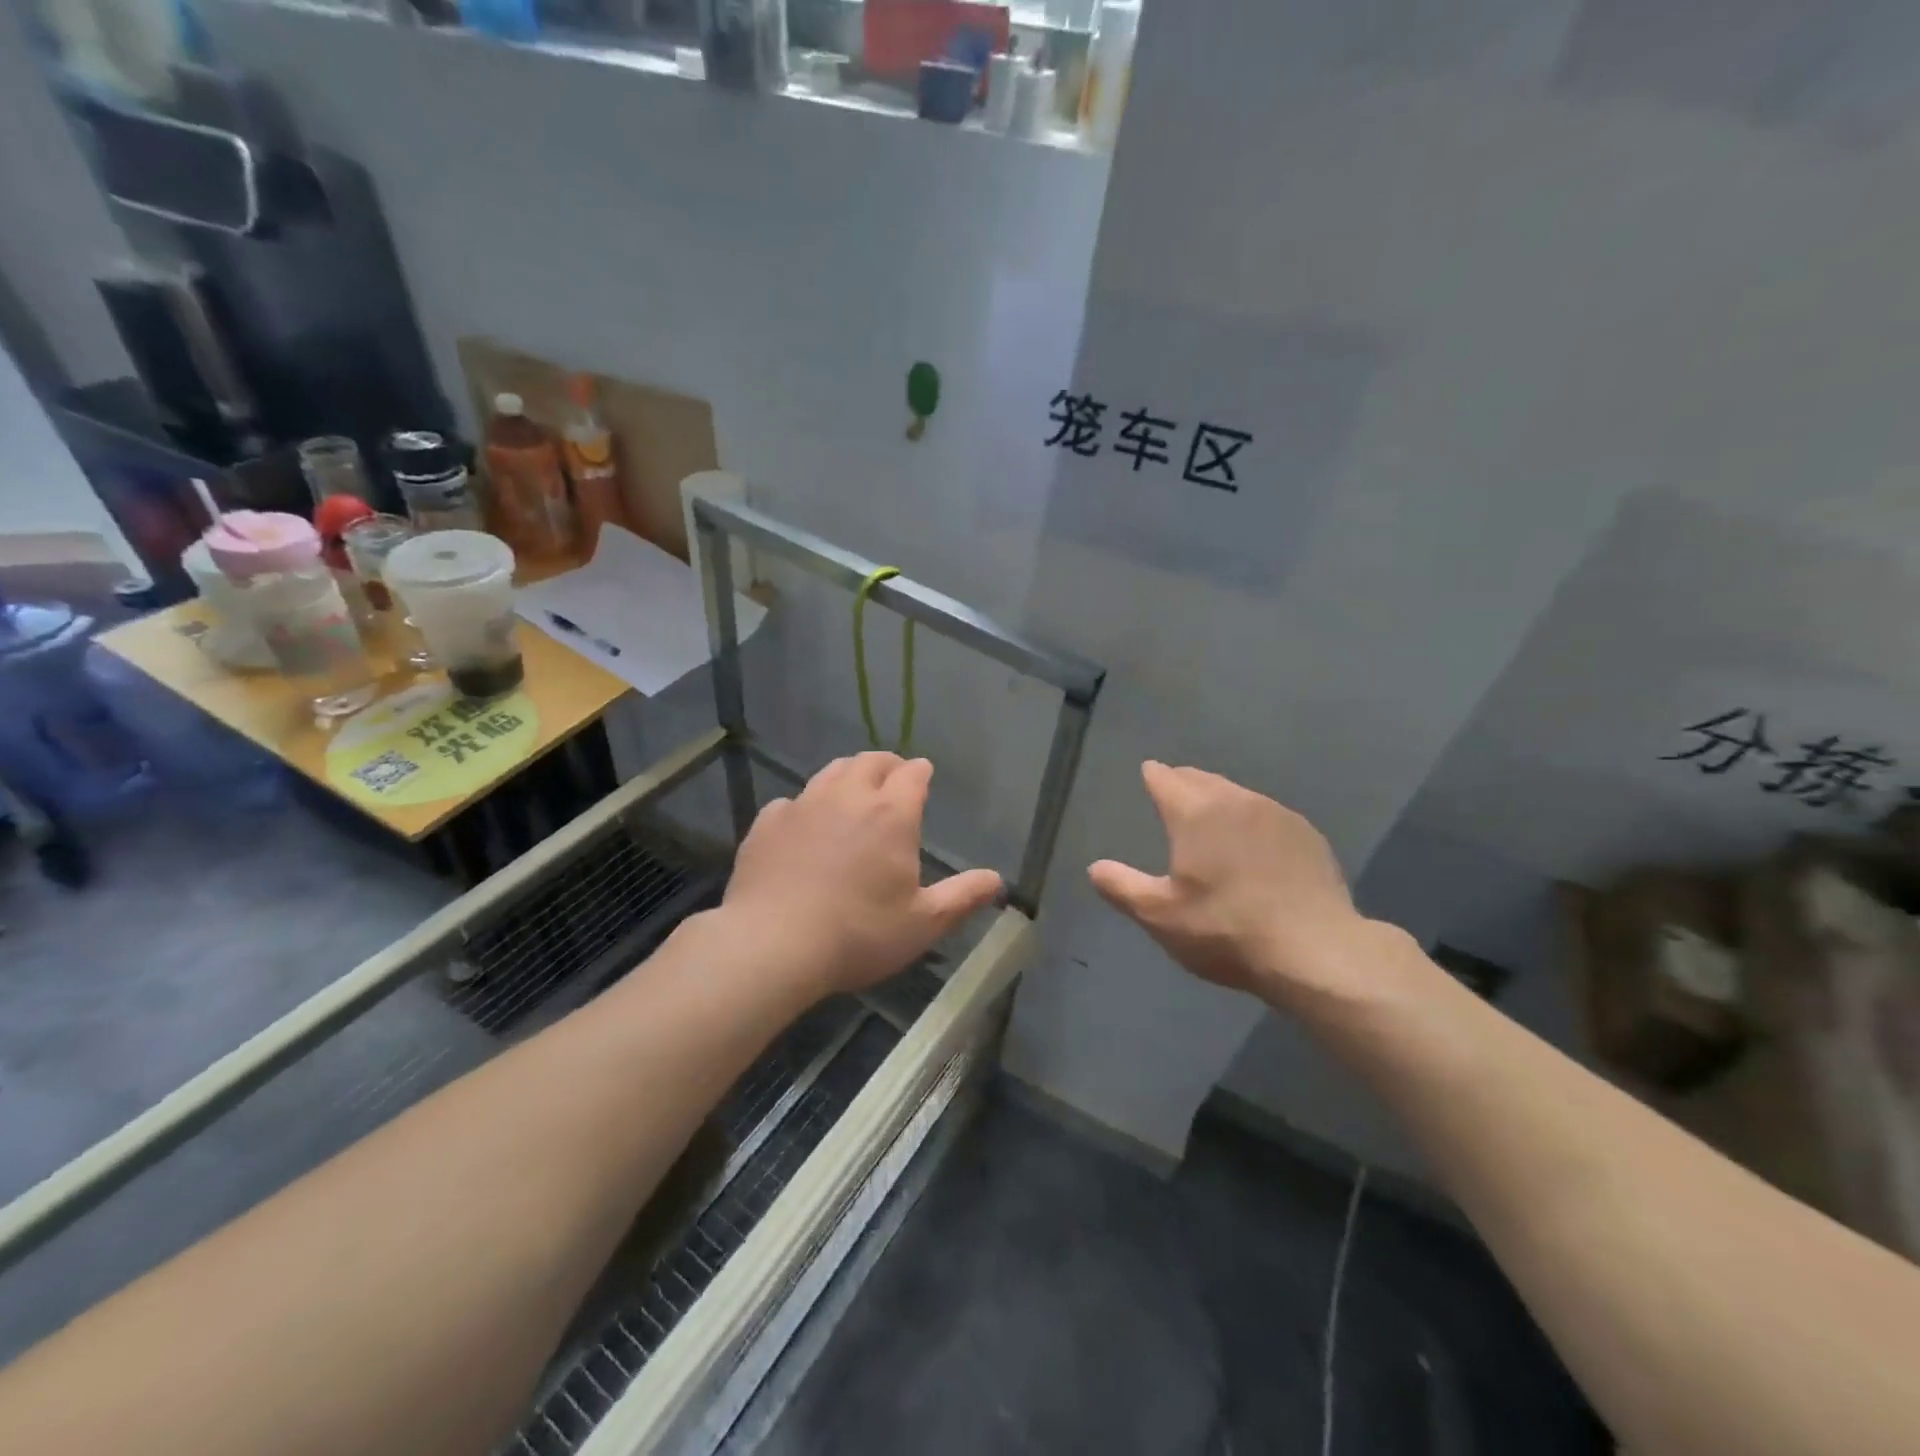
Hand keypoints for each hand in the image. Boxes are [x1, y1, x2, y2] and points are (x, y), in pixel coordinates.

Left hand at [722, 752, 1003, 997]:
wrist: (772, 945)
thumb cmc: (859, 934)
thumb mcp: (923, 924)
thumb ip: (962, 897)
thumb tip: (997, 879)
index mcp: (892, 814)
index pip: (912, 774)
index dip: (921, 773)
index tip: (924, 777)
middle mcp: (848, 796)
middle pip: (870, 761)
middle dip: (887, 765)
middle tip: (893, 777)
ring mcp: (803, 805)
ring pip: (830, 772)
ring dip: (848, 775)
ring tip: (853, 792)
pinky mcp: (767, 823)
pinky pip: (792, 801)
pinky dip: (806, 805)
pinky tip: (804, 826)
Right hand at [1088, 761, 1377, 1005]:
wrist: (1316, 951)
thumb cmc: (1227, 930)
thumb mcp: (1161, 916)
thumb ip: (1122, 887)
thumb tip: (1095, 868)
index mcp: (1196, 812)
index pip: (1166, 779)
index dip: (1152, 775)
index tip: (1147, 773)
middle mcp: (1236, 801)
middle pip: (1202, 779)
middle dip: (1184, 782)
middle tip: (1173, 792)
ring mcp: (1277, 815)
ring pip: (1237, 795)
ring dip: (1219, 800)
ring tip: (1211, 817)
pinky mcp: (1307, 835)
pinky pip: (1267, 815)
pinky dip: (1251, 821)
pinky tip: (1255, 845)